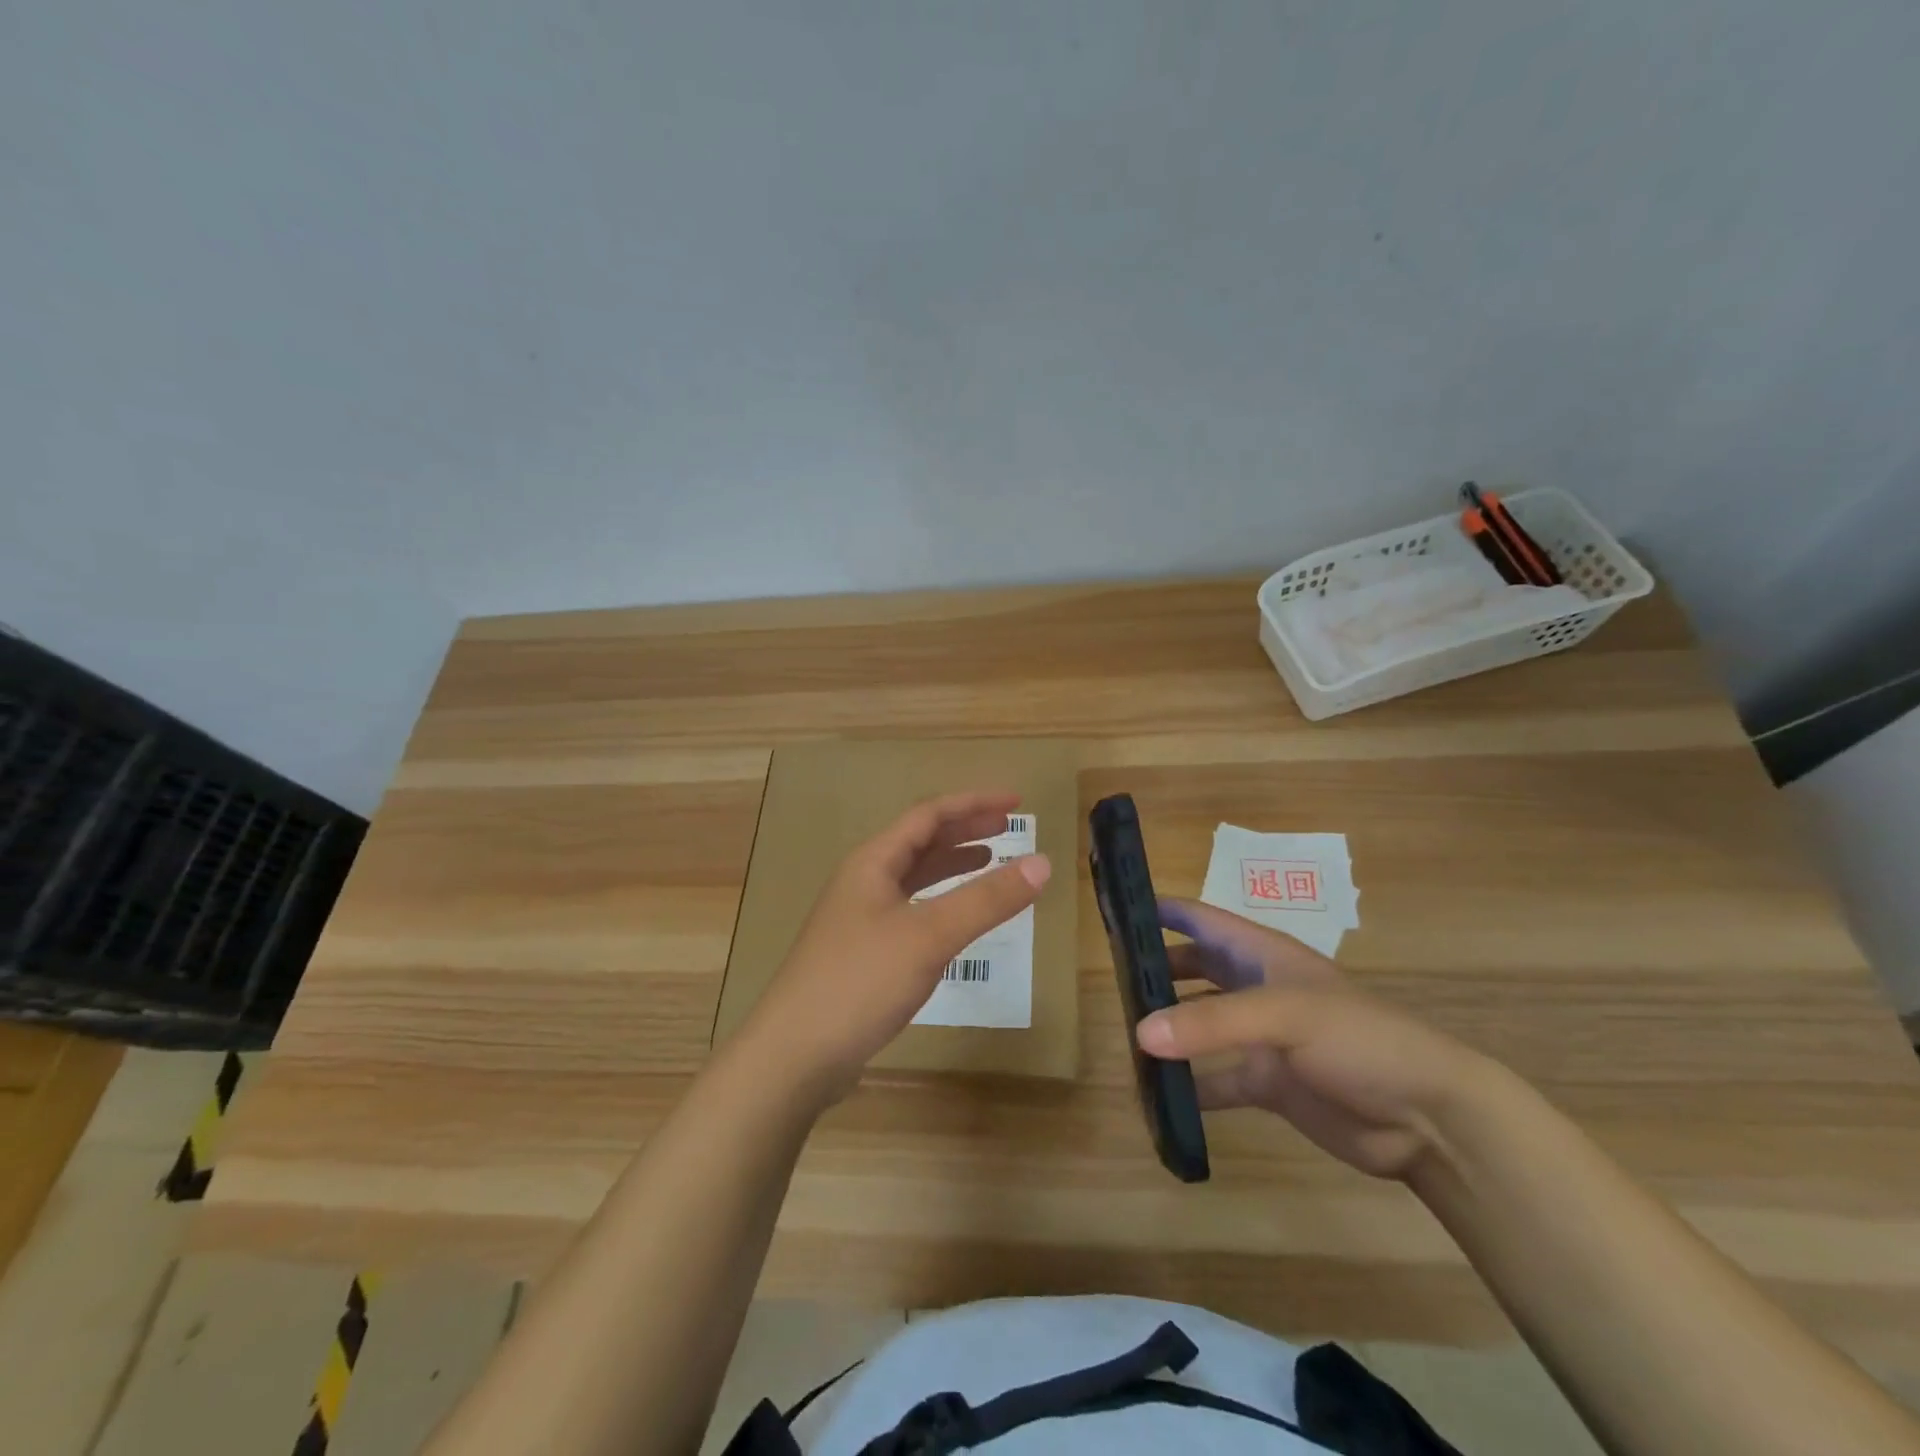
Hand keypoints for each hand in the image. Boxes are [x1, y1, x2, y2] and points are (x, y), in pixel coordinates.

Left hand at [739, 791, 1050, 1102]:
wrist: (794, 1055)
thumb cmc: (860, 981)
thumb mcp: (929, 935)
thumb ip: (986, 899)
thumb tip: (1043, 863)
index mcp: (873, 862)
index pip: (929, 815)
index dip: (973, 803)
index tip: (1016, 802)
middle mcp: (864, 882)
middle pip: (920, 841)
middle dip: (965, 829)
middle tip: (1009, 826)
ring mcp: (860, 918)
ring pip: (914, 877)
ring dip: (952, 864)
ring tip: (991, 860)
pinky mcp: (864, 953)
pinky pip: (911, 910)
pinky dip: (941, 903)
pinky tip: (957, 918)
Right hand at [1137, 897, 1486, 1179]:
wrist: (1427, 1117)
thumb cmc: (1359, 1040)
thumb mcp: (1285, 1016)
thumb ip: (1211, 1023)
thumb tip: (1140, 1033)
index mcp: (1263, 954)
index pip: (1203, 919)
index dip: (1162, 910)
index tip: (1115, 911)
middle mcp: (1257, 989)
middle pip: (1195, 968)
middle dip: (1156, 970)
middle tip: (1109, 980)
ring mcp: (1262, 1038)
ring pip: (1200, 1023)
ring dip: (1168, 1028)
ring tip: (1124, 1035)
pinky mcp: (1269, 1083)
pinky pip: (1216, 1080)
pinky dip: (1189, 1087)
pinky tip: (1157, 1096)